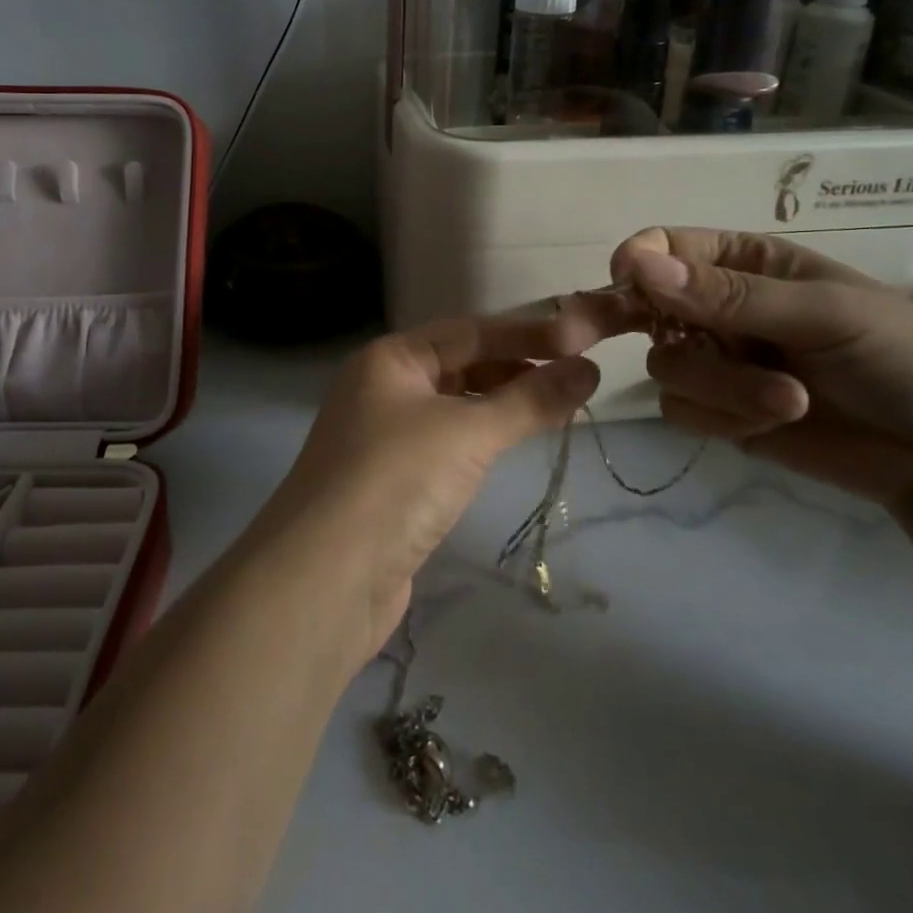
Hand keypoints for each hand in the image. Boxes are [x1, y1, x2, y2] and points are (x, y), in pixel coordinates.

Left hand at [250, 303, 623, 658]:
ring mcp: (384, 437)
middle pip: (460, 365)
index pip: (469, 331)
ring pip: (454, 406)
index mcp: (390, 359)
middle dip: (516, 367)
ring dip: (501, 405)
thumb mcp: (467, 433)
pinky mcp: (392, 482)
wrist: (323, 581)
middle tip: (576, 377)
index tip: (583, 340)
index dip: (527, 334)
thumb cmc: (395, 480)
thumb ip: (530, 400)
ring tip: (556, 409)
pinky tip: (510, 447)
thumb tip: (589, 370)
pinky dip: (482, 440)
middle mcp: (383, 388)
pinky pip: (447, 444)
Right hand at [611, 229, 912, 516]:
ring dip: (720, 387)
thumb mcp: (822, 312)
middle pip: (646, 309)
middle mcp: (719, 307)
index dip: (638, 261)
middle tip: (622, 344)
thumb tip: (637, 265)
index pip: (666, 248)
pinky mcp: (721, 413)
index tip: (625, 281)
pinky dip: (723, 419)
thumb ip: (728, 296)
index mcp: (745, 262)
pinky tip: (773, 423)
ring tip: (787, 399)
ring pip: (665, 366)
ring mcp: (718, 362)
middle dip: (647, 329)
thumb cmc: (902, 355)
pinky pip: (681, 410)